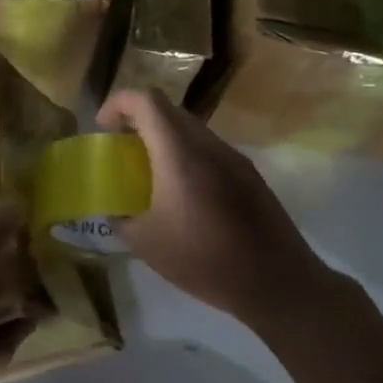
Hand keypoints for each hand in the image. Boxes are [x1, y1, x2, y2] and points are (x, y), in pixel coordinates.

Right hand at [96, 88, 328, 324]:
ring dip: (165, 139)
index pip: (146, 100)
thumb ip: (122, 219)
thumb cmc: (205, 260)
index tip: (104, 128)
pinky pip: (210, 150)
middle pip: (168, 110)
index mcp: (179, 153)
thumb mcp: (147, 245)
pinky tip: (185, 195)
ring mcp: (233, 157)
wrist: (278, 283)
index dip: (119, 103)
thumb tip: (114, 211)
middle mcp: (207, 144)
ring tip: (152, 173)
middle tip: (124, 149)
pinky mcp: (250, 175)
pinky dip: (188, 156)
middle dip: (139, 120)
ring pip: (191, 129)